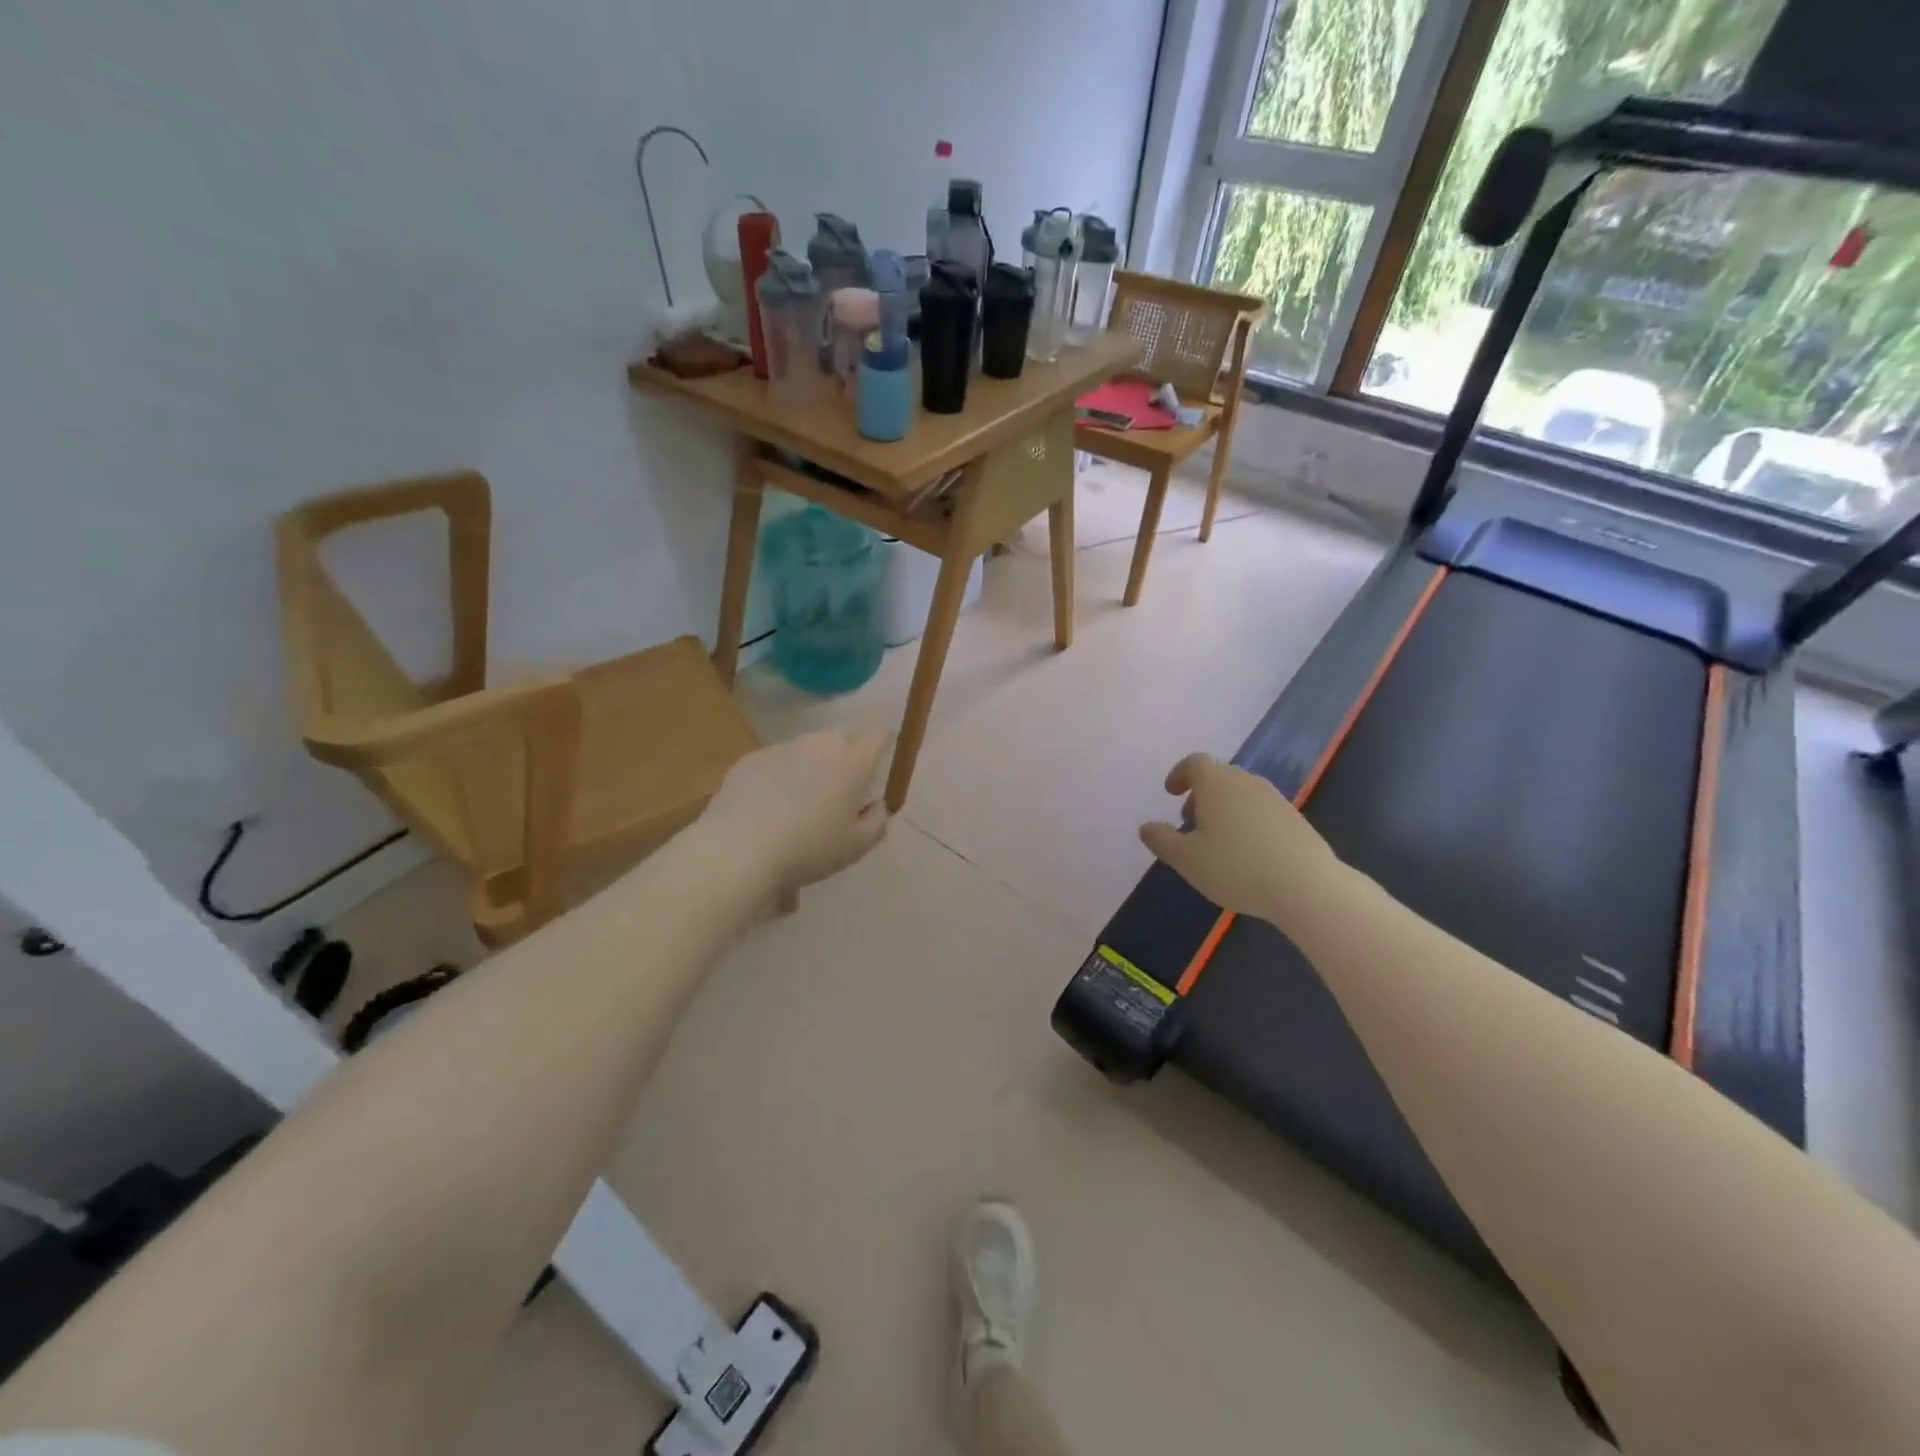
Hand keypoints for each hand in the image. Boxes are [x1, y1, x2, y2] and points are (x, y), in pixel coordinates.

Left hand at [700, 728, 891, 901]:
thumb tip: (875, 805)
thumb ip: (876, 822)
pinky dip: (780, 774)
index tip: (882, 750)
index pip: (877, 735)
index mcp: (852, 763)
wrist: (740, 848)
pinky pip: (776, 761)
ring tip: (801, 798)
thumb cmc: (809, 848)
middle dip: (846, 751)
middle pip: (840, 735)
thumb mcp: (856, 846)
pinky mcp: (751, 759)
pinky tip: (769, 804)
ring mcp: (782, 748)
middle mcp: (820, 746)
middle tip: (841, 783)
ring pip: (806, 747)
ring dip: (811, 764)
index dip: (882, 739)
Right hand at [1139, 753, 1339, 925]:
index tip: (1171, 793)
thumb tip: (1146, 827)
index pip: (1194, 763)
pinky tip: (1246, 854)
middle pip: (1218, 777)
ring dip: (1223, 809)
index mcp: (1217, 782)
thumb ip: (1161, 840)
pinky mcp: (1295, 819)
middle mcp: (1246, 781)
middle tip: (1188, 823)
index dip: (1179, 775)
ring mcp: (1275, 799)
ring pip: (1240, 794)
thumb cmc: (1235, 867)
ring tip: (1216, 842)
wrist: (1306, 886)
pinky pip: (1260, 811)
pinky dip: (1245, 822)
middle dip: (1200, 795)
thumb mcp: (1186, 859)